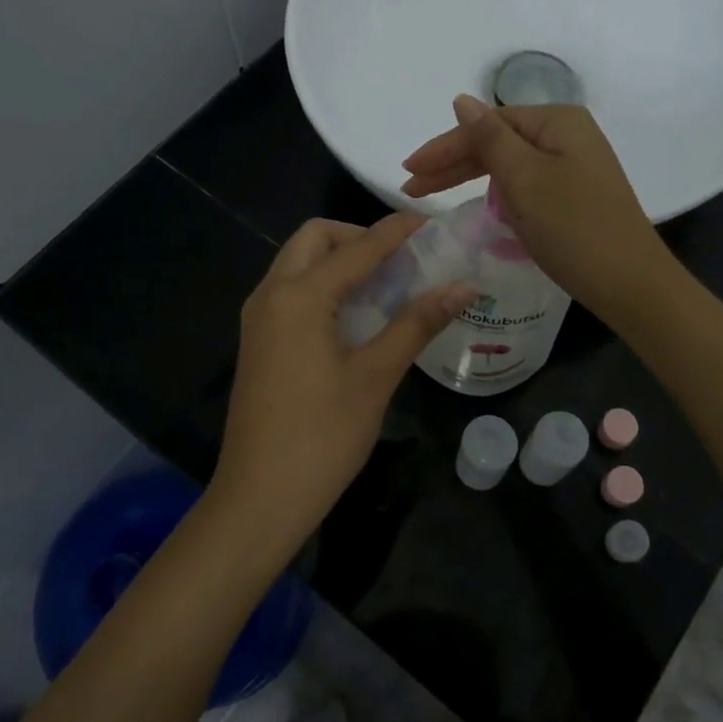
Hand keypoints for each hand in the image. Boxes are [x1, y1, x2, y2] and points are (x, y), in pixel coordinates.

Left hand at [213, 214, 472, 554]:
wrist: (259, 498)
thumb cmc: (322, 436)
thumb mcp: (376, 376)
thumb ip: (418, 323)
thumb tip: (465, 286)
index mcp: (299, 296)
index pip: (357, 247)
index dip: (396, 231)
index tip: (432, 224)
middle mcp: (271, 294)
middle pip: (314, 239)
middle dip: (358, 238)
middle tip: (401, 261)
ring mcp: (258, 319)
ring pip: (298, 264)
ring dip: (339, 261)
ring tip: (386, 284)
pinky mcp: (258, 342)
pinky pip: (291, 292)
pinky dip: (323, 286)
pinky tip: (356, 315)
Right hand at [400, 96, 677, 325]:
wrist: (630, 283)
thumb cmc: (573, 227)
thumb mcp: (524, 179)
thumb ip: (489, 138)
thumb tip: (461, 100)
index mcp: (557, 121)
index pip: (487, 124)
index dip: (445, 147)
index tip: (408, 170)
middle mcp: (568, 135)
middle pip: (497, 141)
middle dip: (452, 162)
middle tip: (411, 185)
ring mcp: (574, 166)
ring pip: (509, 164)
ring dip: (470, 177)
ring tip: (431, 194)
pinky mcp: (575, 195)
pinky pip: (525, 184)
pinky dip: (497, 193)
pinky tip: (479, 203)